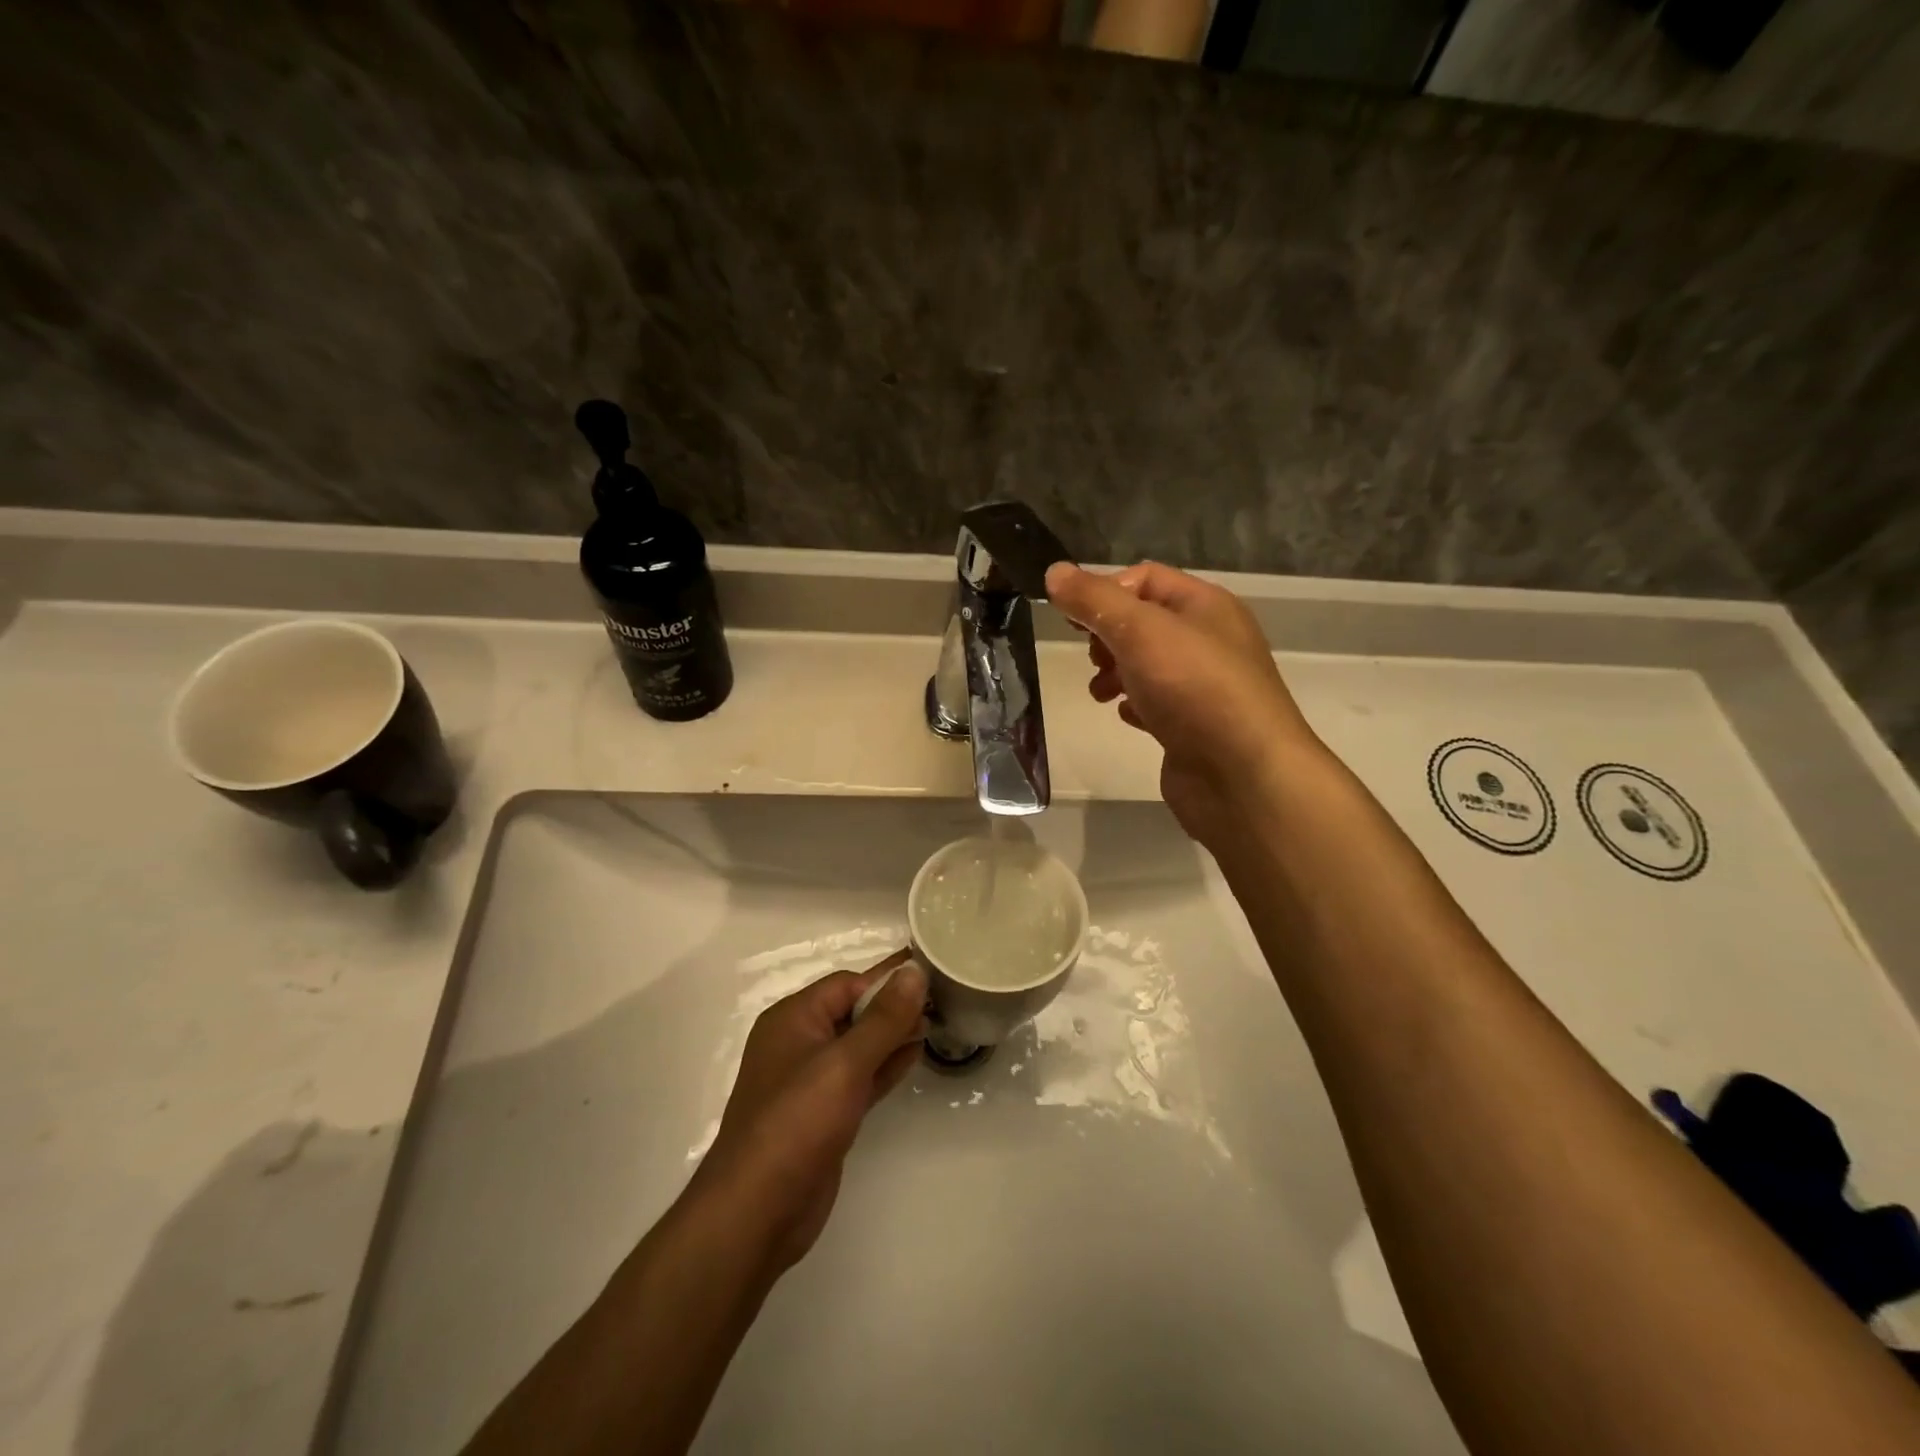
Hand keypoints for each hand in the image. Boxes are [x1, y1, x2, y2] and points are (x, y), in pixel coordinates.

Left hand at [687, 950, 926, 1275]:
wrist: (756, 1212)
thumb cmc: (797, 1123)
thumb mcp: (844, 1064)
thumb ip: (884, 1018)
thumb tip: (914, 971)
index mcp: (793, 1019)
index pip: (847, 985)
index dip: (887, 980)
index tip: (931, 975)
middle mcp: (799, 1043)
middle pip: (853, 1012)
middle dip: (894, 1006)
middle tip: (942, 998)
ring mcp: (811, 1081)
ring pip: (860, 1046)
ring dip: (894, 1034)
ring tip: (936, 1021)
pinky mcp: (824, 1114)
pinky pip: (860, 1077)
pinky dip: (886, 1065)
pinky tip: (915, 1055)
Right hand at [1045, 560, 1323, 843]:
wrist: (1243, 776)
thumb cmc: (1194, 689)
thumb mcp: (1139, 631)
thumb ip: (1095, 601)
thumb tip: (1054, 572)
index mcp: (1205, 605)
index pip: (1145, 578)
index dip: (1104, 591)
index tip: (1072, 619)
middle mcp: (1209, 640)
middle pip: (1144, 621)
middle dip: (1107, 636)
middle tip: (1092, 658)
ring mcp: (1204, 686)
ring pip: (1147, 665)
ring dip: (1115, 672)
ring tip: (1100, 693)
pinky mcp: (1195, 726)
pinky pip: (1158, 703)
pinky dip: (1135, 705)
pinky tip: (1126, 716)